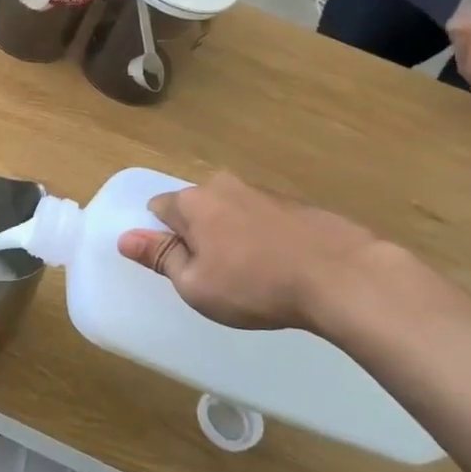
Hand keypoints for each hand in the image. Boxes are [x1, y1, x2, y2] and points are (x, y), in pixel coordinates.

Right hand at [116, 172, 385, 331]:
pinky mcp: (299, 206)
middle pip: (196, 209)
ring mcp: (265, 193)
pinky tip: (283, 270)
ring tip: (254, 277)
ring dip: (233, 238)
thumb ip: (160, 258)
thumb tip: (126, 237)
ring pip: (232, 214)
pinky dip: (265, 240)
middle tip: (215, 275)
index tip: (178, 266)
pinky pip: (265, 221)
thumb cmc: (255, 285)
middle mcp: (224, 186)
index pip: (158, 209)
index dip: (162, 238)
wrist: (344, 277)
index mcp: (193, 202)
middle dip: (198, 236)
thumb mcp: (195, 285)